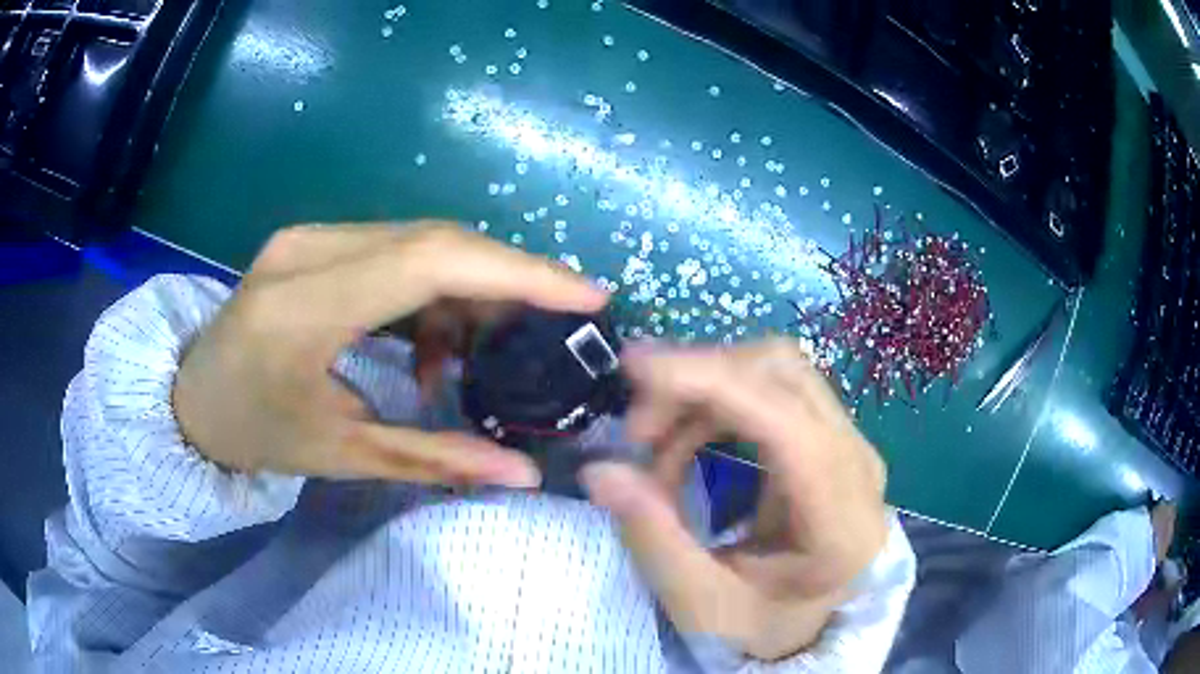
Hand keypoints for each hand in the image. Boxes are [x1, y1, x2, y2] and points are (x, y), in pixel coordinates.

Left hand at [173, 222, 606, 485]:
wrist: (191, 399)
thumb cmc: (255, 433)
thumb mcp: (340, 455)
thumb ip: (435, 459)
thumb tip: (525, 475)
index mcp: (304, 306)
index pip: (429, 261)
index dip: (518, 271)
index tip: (586, 296)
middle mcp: (308, 249)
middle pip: (436, 240)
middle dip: (507, 281)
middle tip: (550, 330)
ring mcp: (308, 236)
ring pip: (421, 240)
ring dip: (468, 289)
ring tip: (477, 354)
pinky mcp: (312, 240)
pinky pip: (395, 247)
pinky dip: (433, 289)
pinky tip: (429, 343)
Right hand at [582, 340, 888, 659]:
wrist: (815, 626)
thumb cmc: (766, 624)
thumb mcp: (702, 603)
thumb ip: (653, 537)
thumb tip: (598, 470)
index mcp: (842, 518)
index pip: (787, 421)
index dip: (712, 382)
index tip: (636, 369)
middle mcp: (857, 462)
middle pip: (782, 374)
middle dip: (698, 382)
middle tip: (637, 429)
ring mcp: (848, 443)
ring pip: (775, 372)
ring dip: (704, 391)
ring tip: (655, 444)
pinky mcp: (829, 438)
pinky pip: (772, 390)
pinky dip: (717, 403)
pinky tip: (686, 442)